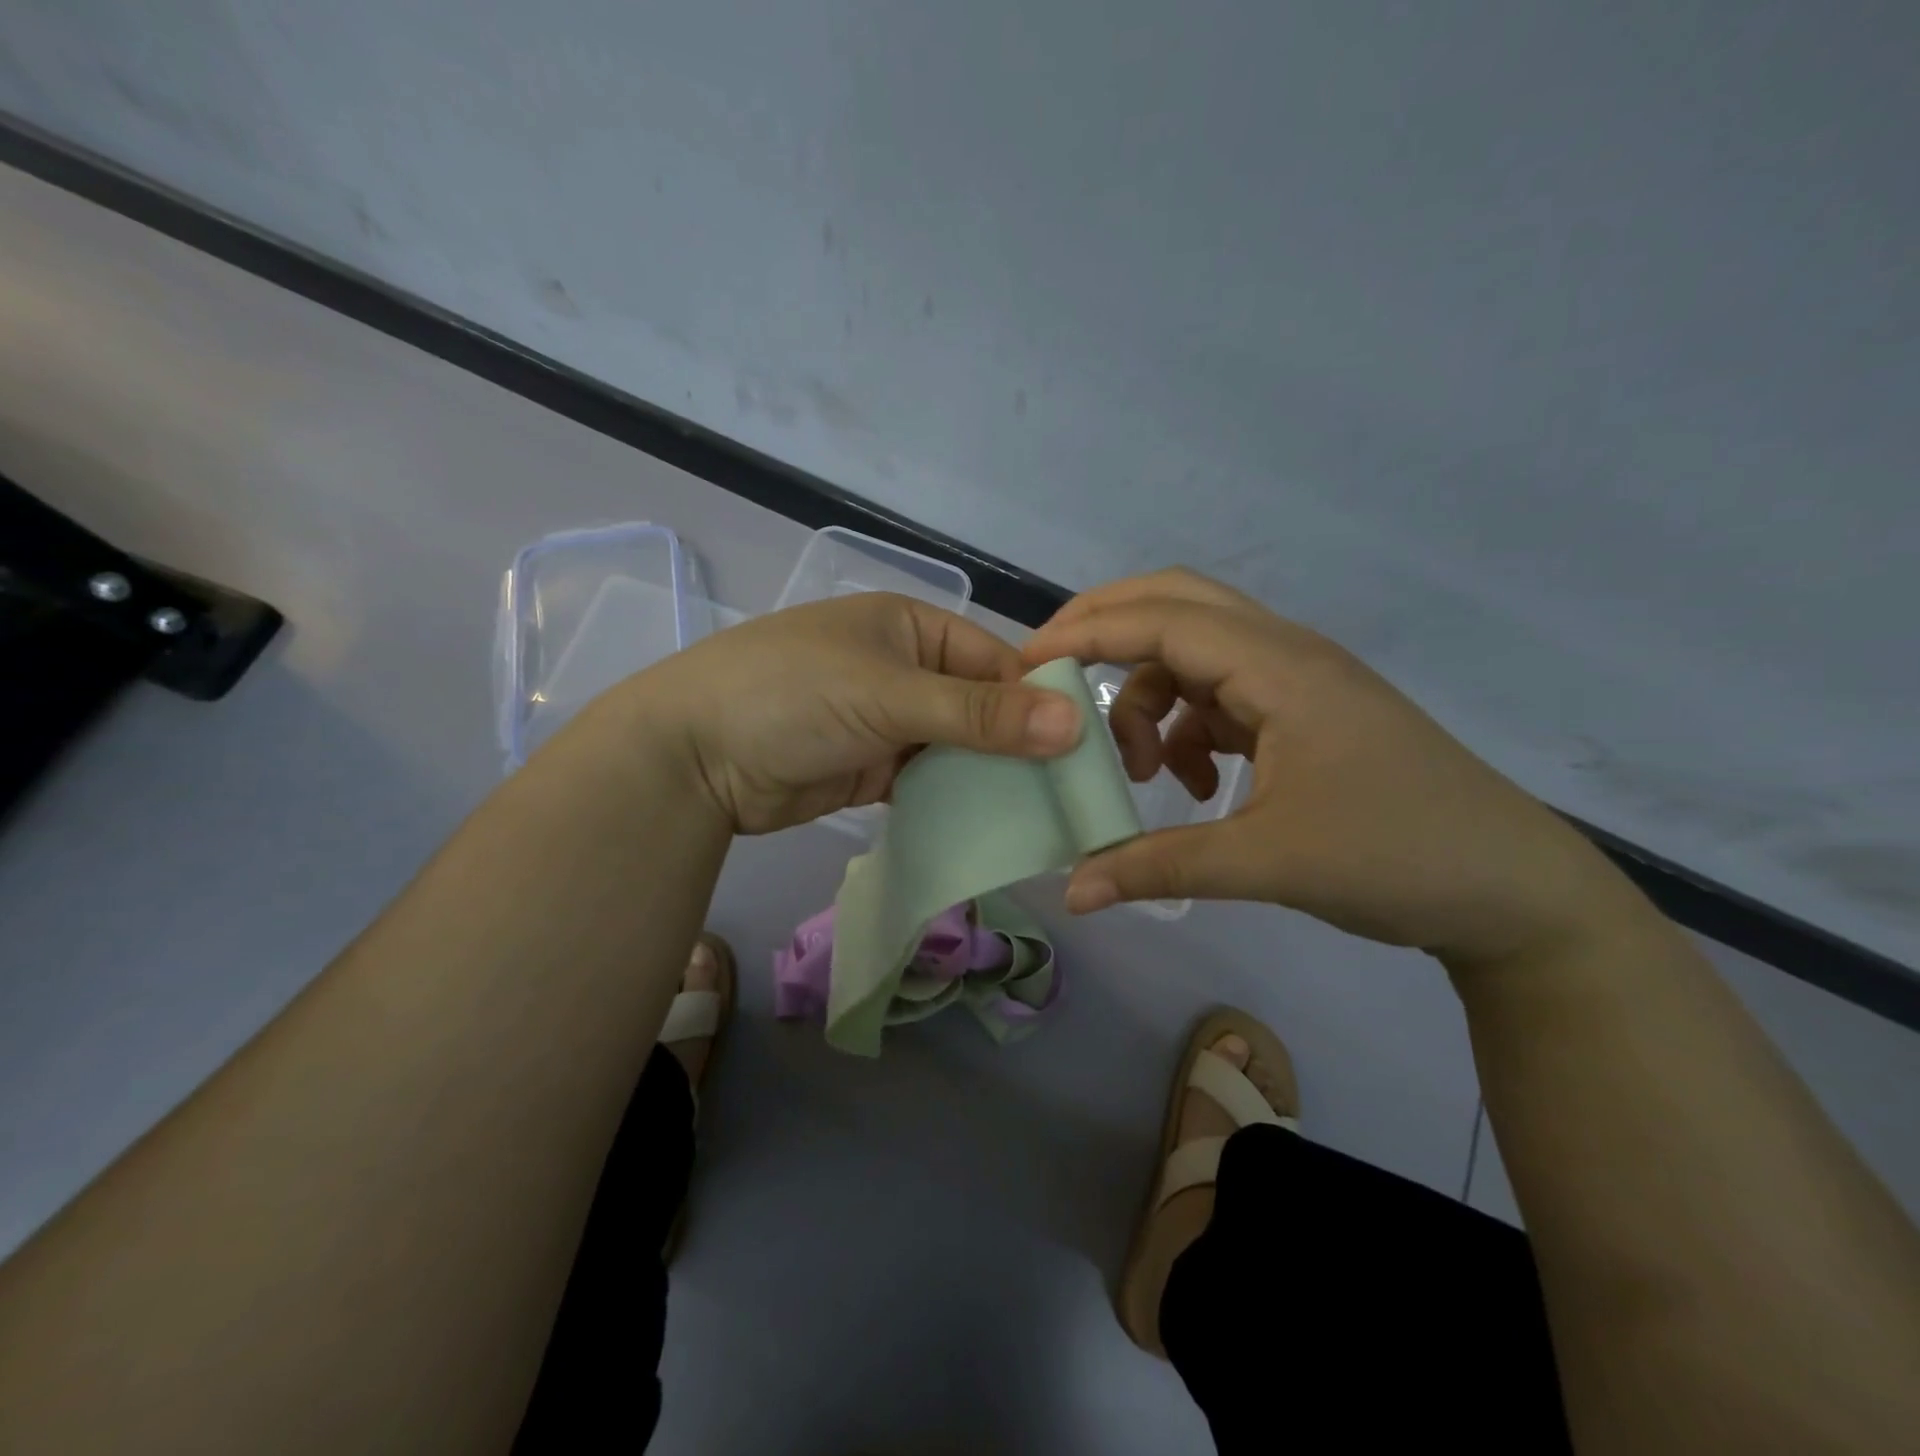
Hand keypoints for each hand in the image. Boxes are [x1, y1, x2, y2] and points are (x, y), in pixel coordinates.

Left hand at [600, 592, 1081, 833]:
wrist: (691, 757)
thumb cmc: (791, 696)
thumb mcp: (889, 695)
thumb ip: (979, 713)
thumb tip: (1075, 722)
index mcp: (911, 627)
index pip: (995, 661)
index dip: (1039, 701)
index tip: (1084, 750)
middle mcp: (903, 669)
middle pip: (980, 706)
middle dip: (1018, 746)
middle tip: (1070, 794)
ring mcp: (886, 721)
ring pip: (957, 747)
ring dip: (989, 777)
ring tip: (1043, 816)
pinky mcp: (871, 768)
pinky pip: (928, 781)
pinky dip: (954, 799)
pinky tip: (991, 825)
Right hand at [1021, 569, 1629, 966]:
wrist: (1512, 891)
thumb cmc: (1397, 858)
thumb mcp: (1266, 863)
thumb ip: (1158, 867)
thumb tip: (1072, 892)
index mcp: (1279, 667)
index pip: (1160, 620)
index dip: (1086, 634)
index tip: (1026, 666)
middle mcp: (1286, 655)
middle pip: (1177, 604)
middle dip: (1106, 630)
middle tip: (1053, 673)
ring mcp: (1297, 683)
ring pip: (1194, 657)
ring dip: (1150, 698)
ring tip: (1141, 773)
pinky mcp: (1304, 714)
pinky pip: (1221, 697)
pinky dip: (1187, 728)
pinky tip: (1194, 785)